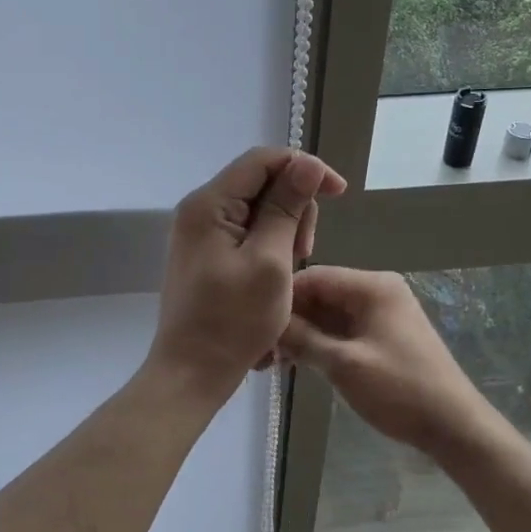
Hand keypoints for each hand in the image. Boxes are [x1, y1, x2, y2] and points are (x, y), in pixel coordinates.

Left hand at [146, 147, 346, 400]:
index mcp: (209, 204)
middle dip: (294, 208)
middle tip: (305, 251)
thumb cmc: (233, 321)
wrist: (192, 372)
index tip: (338, 193)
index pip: (263, 159)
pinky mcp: (207, 253)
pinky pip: (247, 232)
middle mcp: (200, 209)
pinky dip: (270, 246)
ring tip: (290, 270)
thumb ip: (286, 208)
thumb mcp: (270, 262)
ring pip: (258, 209)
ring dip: (285, 231)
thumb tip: (306, 163)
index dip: (304, 168)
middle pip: (262, 182)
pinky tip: (277, 275)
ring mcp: (201, 232)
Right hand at [277, 267, 498, 455]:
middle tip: (260, 350)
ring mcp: (382, 313)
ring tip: (273, 361)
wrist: (454, 426)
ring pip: (329, 314)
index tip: (254, 325)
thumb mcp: (343, 364)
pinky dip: (321, 343)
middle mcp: (378, 290)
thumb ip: (302, 339)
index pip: (314, 277)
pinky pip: (343, 329)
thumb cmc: (400, 390)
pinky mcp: (384, 335)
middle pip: (321, 294)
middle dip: (291, 320)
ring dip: (303, 334)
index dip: (282, 299)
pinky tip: (298, 362)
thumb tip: (267, 324)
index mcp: (373, 286)